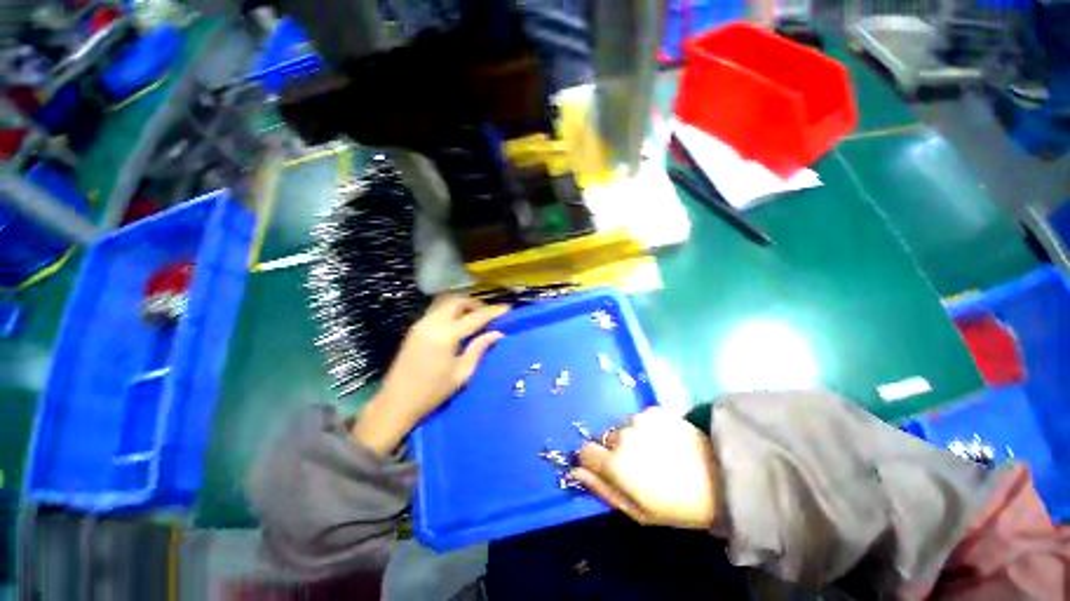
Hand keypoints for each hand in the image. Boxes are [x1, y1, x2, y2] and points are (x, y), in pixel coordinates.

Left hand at [353, 296, 508, 455]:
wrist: (396, 402)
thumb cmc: (432, 392)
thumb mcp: (462, 373)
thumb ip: (479, 349)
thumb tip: (497, 333)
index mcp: (445, 335)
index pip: (475, 317)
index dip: (493, 311)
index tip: (508, 308)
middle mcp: (432, 323)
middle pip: (457, 301)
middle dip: (475, 304)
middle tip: (488, 315)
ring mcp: (420, 323)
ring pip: (445, 302)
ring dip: (462, 304)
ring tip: (475, 317)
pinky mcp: (415, 328)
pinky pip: (436, 310)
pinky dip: (451, 310)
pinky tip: (458, 323)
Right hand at [570, 407, 718, 529]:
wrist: (720, 480)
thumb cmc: (676, 505)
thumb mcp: (637, 510)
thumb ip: (602, 488)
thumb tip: (577, 471)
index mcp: (615, 463)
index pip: (585, 450)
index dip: (593, 459)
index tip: (605, 468)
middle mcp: (622, 435)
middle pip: (605, 438)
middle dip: (614, 450)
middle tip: (638, 464)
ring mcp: (639, 419)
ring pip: (623, 427)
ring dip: (632, 437)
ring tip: (656, 451)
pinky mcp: (654, 409)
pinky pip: (640, 418)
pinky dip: (647, 428)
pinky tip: (666, 439)